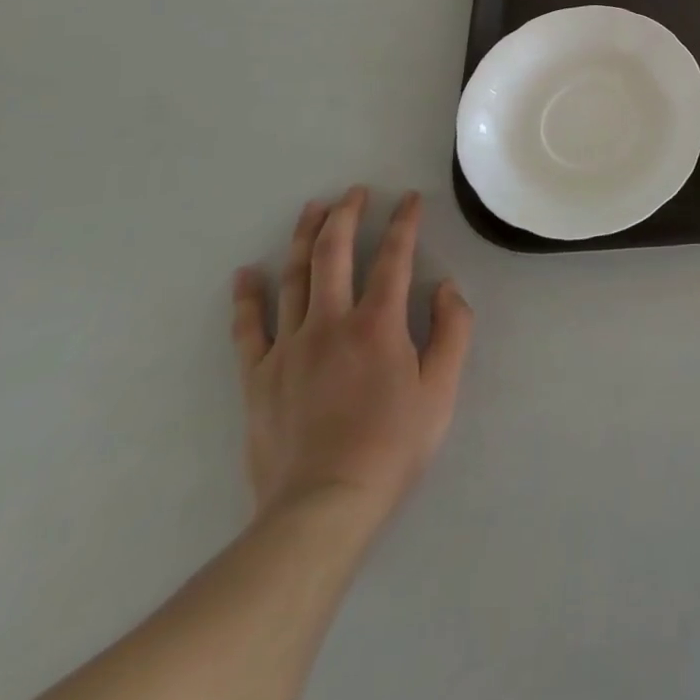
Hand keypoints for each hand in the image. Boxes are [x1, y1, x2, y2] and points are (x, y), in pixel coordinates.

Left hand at [232, 187, 473, 533]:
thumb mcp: (442, 388)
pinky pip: (249, 328)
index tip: (410, 199)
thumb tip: (446, 287)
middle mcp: (331, 322)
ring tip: (312, 208)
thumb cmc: (393, 445)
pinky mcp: (258, 376)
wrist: (322, 507)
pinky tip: (247, 273)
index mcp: (378, 323)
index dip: (405, 222)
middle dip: (347, 214)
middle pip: (334, 253)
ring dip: (305, 237)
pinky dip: (247, 297)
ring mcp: (288, 347)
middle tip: (355, 191)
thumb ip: (453, 330)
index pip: (394, 256)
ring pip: (294, 278)